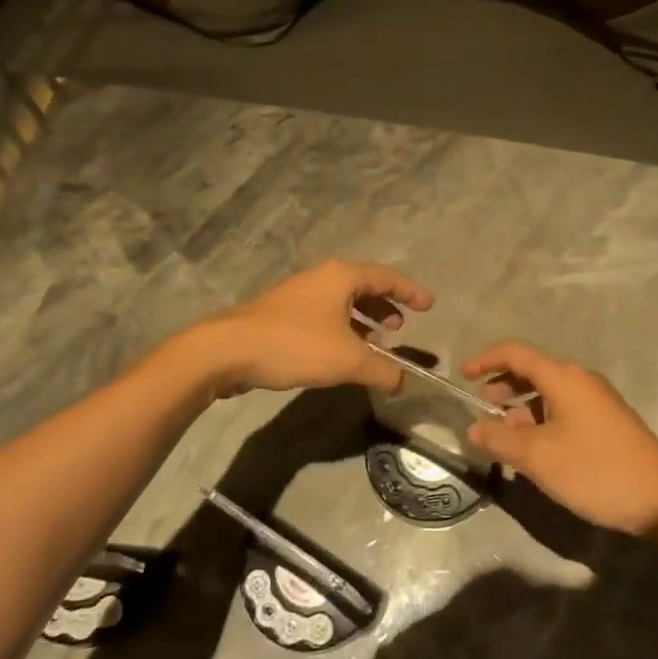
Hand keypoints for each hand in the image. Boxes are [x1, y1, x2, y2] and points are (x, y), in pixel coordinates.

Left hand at [194, 260, 433, 395]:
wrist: (227, 350)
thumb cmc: (295, 345)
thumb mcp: (348, 360)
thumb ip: (382, 370)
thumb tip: (403, 382)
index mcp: (342, 276)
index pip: (387, 277)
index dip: (411, 292)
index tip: (430, 306)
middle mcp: (322, 278)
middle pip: (364, 286)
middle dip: (386, 305)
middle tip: (401, 326)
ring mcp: (299, 295)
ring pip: (342, 302)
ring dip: (363, 320)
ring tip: (377, 342)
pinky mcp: (282, 314)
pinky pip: (324, 315)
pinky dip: (342, 328)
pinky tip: (342, 353)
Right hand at [463, 341, 657, 534]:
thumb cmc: (594, 470)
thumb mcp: (538, 457)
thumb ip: (500, 439)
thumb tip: (474, 427)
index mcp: (563, 377)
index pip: (516, 352)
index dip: (486, 359)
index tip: (462, 376)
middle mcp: (580, 381)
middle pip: (532, 370)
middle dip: (503, 386)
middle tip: (482, 411)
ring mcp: (596, 402)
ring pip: (548, 394)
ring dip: (521, 409)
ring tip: (504, 438)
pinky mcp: (606, 423)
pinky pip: (563, 411)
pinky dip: (541, 422)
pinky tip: (534, 452)